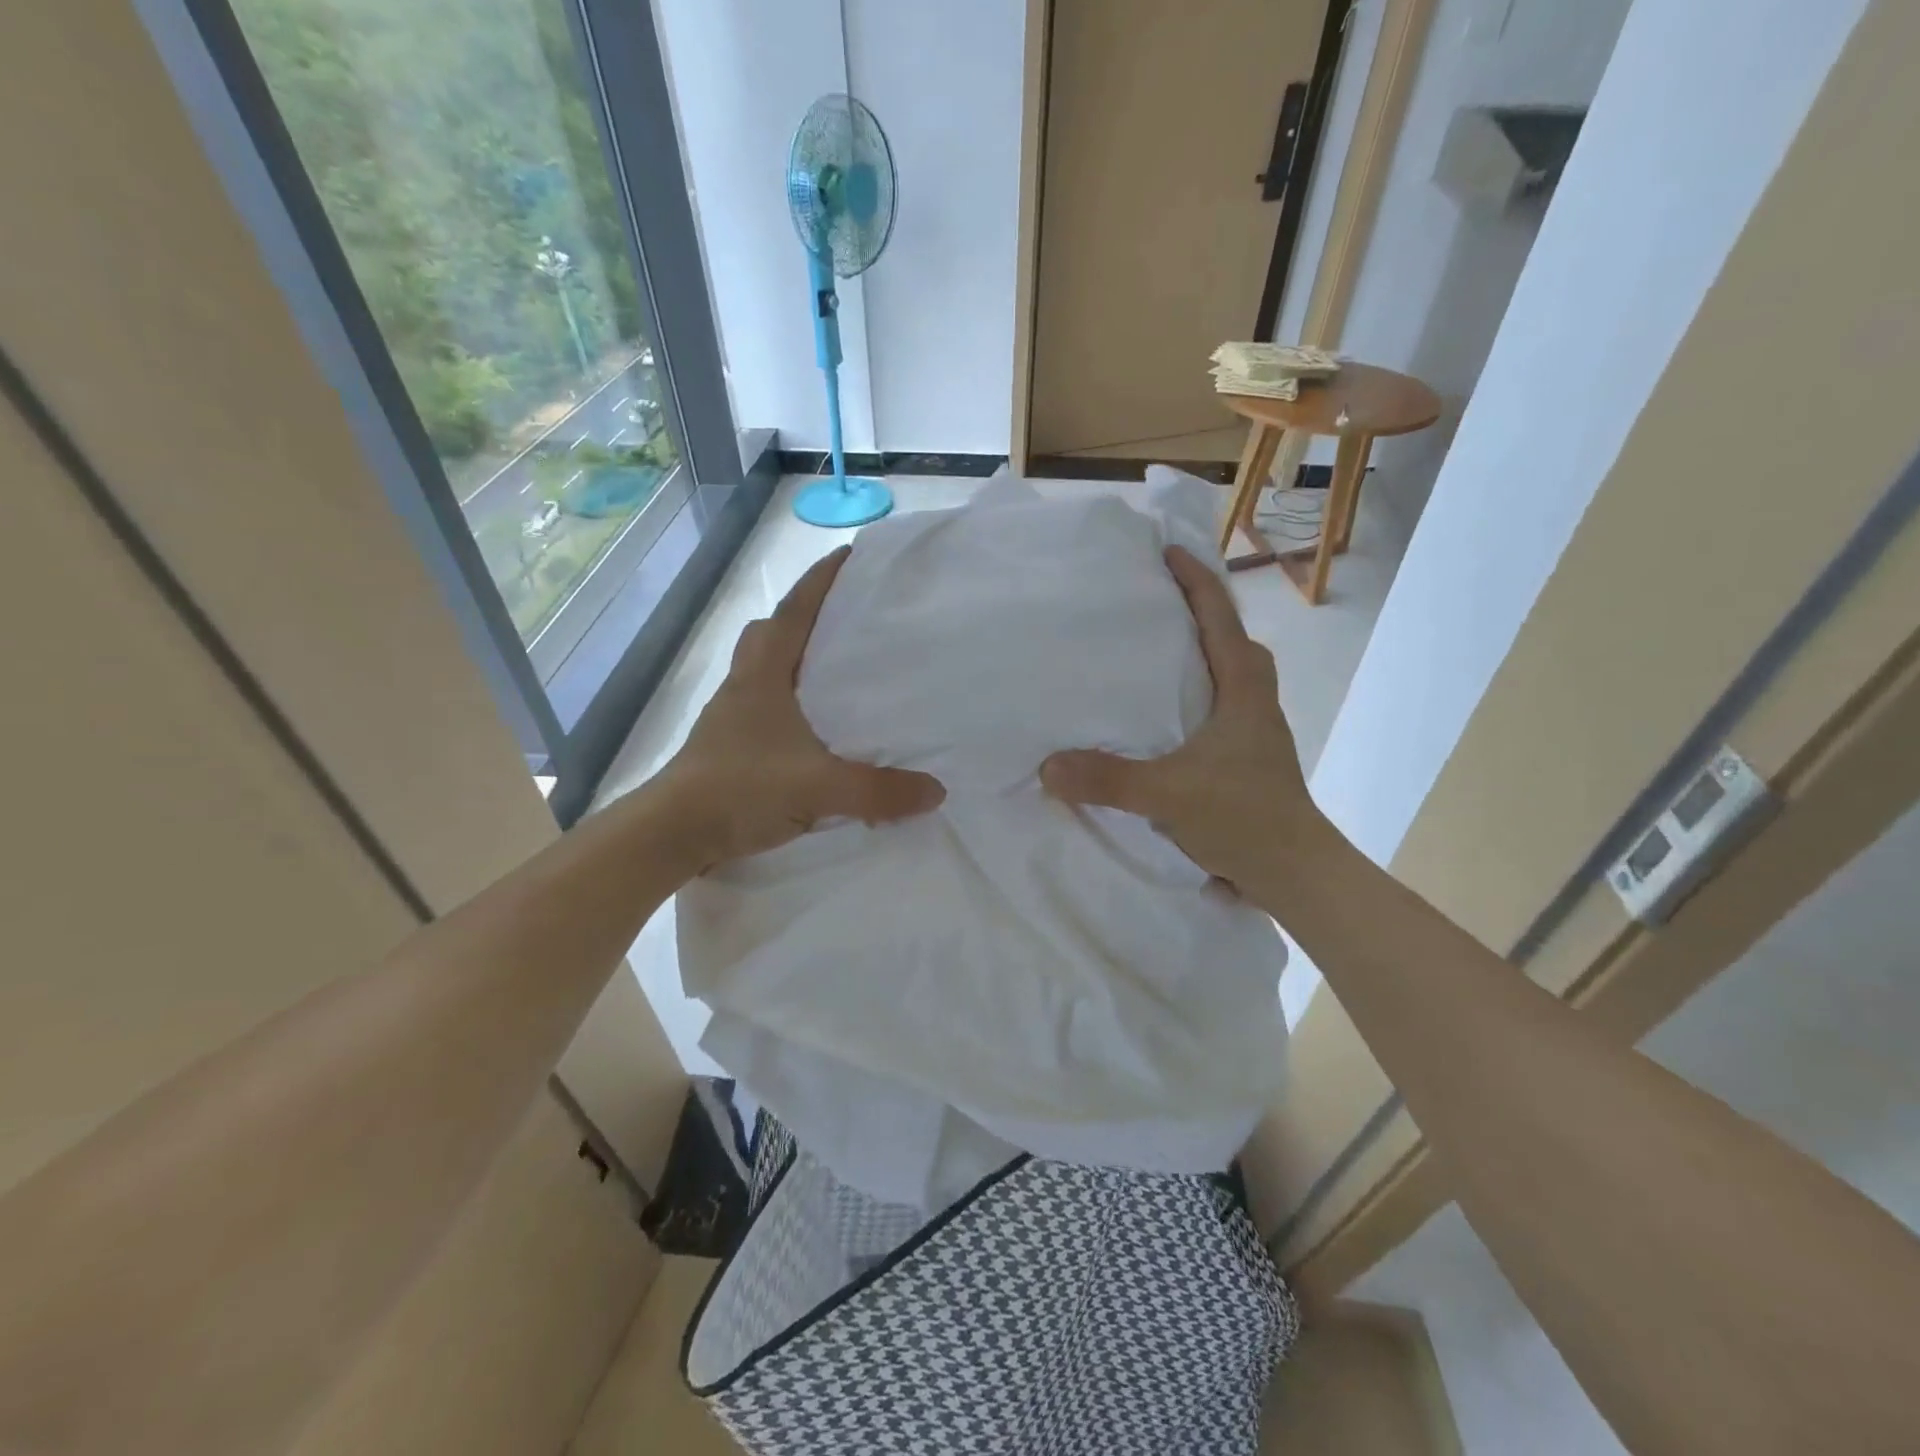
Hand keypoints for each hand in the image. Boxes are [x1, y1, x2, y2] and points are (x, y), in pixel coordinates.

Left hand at [656, 545, 944, 871]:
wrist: (673, 832)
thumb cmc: (741, 789)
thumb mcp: (820, 788)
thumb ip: (880, 790)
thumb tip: (936, 790)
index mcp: (765, 675)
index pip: (795, 612)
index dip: (821, 580)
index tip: (849, 554)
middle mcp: (746, 685)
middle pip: (771, 633)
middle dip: (804, 618)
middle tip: (843, 620)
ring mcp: (732, 716)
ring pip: (763, 670)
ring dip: (794, 661)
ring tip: (835, 673)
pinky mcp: (729, 746)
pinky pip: (764, 706)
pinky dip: (789, 704)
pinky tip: (814, 730)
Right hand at [1040, 546, 1322, 903]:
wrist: (1295, 873)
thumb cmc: (1244, 819)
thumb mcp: (1168, 795)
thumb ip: (1108, 779)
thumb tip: (1047, 766)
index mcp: (1243, 689)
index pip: (1220, 618)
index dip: (1195, 580)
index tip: (1166, 552)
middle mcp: (1253, 700)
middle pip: (1229, 638)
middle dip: (1198, 612)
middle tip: (1154, 602)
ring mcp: (1254, 729)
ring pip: (1227, 673)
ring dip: (1197, 654)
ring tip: (1150, 652)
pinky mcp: (1246, 756)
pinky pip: (1218, 706)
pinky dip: (1193, 693)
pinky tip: (1159, 715)